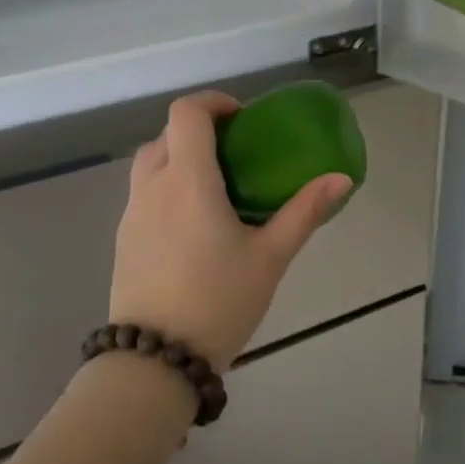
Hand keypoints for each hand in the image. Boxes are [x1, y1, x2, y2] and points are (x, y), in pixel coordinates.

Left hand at [108, 91, 352, 370]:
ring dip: (179, 157)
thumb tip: (340, 178)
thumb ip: (304, 212)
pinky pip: (143, 193)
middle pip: (167, 134)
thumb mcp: (270, 257)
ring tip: (215, 187)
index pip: (186, 113)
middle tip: (236, 154)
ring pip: (150, 163)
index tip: (242, 118)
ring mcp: (132, 213)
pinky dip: (167, 186)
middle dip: (200, 131)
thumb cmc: (219, 302)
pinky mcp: (124, 238)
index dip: (213, 102)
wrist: (154, 362)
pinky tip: (193, 224)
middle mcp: (153, 187)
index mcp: (188, 181)